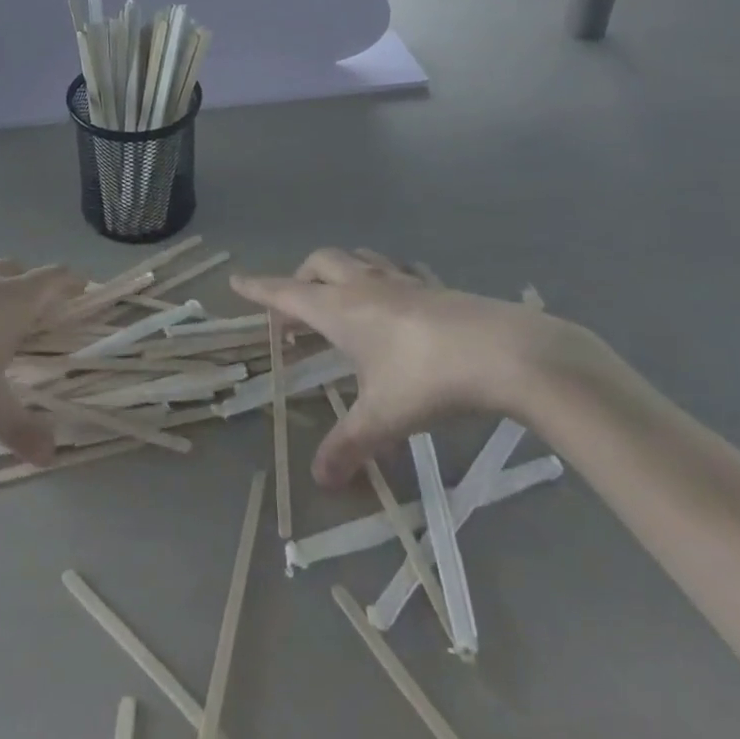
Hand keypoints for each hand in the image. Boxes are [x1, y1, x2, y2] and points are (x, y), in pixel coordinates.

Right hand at [232, 247, 591, 487]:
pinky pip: (396, 271)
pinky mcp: (432, 286)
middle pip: (318, 264)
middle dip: (299, 279)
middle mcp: (363, 285)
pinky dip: (382, 279)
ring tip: (340, 299)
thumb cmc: (427, 378)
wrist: (503, 351)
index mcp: (339, 309)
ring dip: (339, 272)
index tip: (236, 281)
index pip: (286, 293)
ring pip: (357, 259)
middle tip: (295, 312)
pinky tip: (396, 302)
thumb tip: (319, 479)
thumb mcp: (383, 417)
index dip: (259, 289)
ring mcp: (400, 280)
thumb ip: (348, 445)